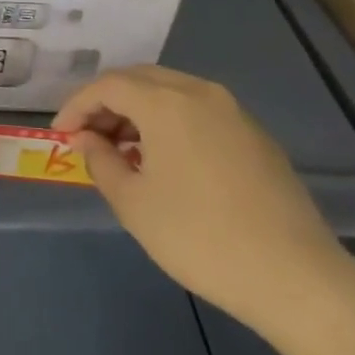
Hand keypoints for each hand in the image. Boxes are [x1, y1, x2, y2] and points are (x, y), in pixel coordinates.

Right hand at [54, 66, 346, 332]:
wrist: (293, 275)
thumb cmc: (198, 237)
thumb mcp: (133, 203)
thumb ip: (101, 161)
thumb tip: (86, 139)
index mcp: (166, 102)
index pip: (108, 85)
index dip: (77, 105)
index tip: (60, 135)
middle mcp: (200, 92)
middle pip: (140, 79)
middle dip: (107, 103)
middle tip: (88, 138)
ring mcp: (233, 111)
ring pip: (171, 92)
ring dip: (138, 111)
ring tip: (122, 151)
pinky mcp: (255, 134)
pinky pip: (198, 111)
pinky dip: (169, 122)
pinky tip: (165, 160)